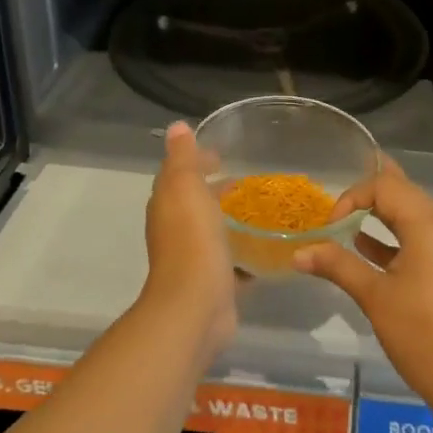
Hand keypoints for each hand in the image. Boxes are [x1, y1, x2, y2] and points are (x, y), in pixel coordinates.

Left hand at [139, 122, 238, 356]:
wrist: (195, 305)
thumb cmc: (191, 239)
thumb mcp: (185, 186)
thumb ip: (182, 157)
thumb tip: (176, 127)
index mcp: (167, 205)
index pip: (178, 174)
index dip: (197, 161)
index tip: (222, 155)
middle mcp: (175, 230)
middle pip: (195, 202)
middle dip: (216, 189)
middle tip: (246, 181)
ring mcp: (194, 258)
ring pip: (212, 231)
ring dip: (229, 220)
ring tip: (260, 209)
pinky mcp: (214, 283)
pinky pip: (230, 260)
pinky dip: (243, 252)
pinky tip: (266, 248)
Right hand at [294, 159, 432, 412]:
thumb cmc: (422, 336)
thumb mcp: (375, 298)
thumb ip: (337, 266)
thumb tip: (299, 253)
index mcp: (430, 227)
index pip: (387, 185)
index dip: (353, 197)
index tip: (332, 227)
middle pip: (403, 193)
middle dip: (367, 198)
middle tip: (336, 213)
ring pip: (413, 216)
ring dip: (381, 216)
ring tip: (347, 225)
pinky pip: (422, 238)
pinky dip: (395, 238)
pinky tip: (367, 250)